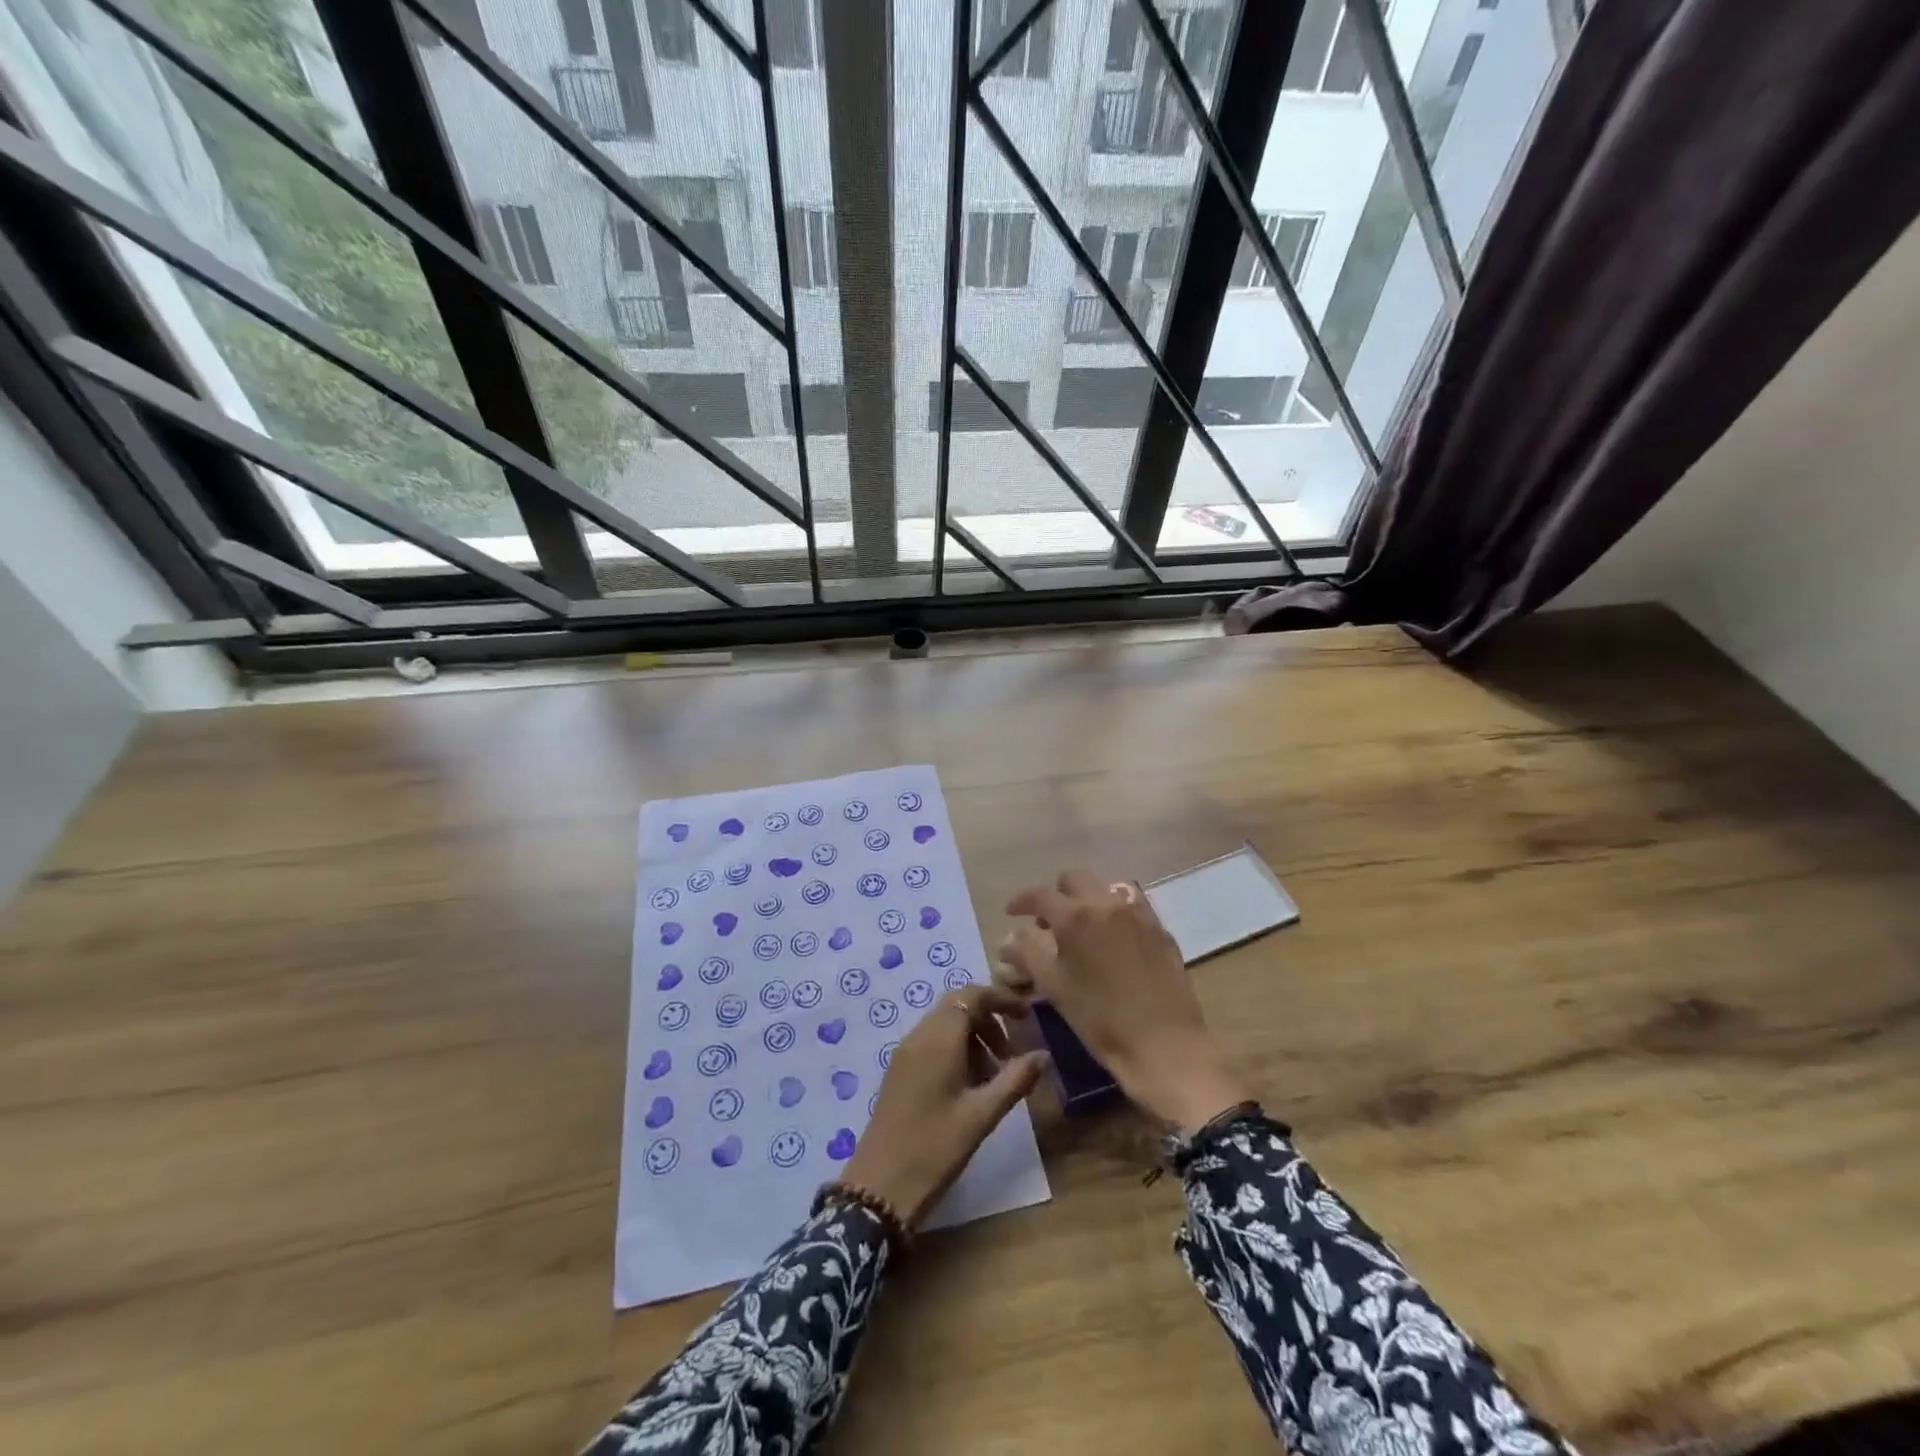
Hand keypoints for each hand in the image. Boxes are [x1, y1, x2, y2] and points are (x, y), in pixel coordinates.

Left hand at [843, 984, 1048, 1227]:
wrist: (879, 1186)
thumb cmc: (935, 1148)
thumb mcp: (982, 1115)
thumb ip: (1015, 1080)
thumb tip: (1043, 1054)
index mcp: (938, 1039)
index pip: (970, 996)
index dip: (1000, 999)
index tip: (1026, 1016)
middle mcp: (918, 1036)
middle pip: (957, 1007)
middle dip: (988, 1020)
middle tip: (1012, 1051)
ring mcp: (905, 1053)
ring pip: (944, 1025)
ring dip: (973, 1037)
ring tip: (994, 1075)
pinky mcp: (898, 1071)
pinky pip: (931, 1043)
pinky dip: (955, 1050)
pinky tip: (969, 1086)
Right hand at [1003, 869, 1247, 1129]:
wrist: (1165, 1046)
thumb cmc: (1101, 1021)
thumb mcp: (1055, 988)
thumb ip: (1027, 955)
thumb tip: (1009, 937)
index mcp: (1076, 917)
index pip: (1040, 895)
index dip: (1021, 901)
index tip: (1011, 913)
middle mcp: (1107, 904)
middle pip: (1074, 879)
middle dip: (1056, 894)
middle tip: (1047, 922)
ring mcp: (1139, 914)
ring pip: (1106, 887)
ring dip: (1087, 899)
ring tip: (1082, 927)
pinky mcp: (1160, 929)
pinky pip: (1132, 905)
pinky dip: (1115, 911)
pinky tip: (1112, 938)